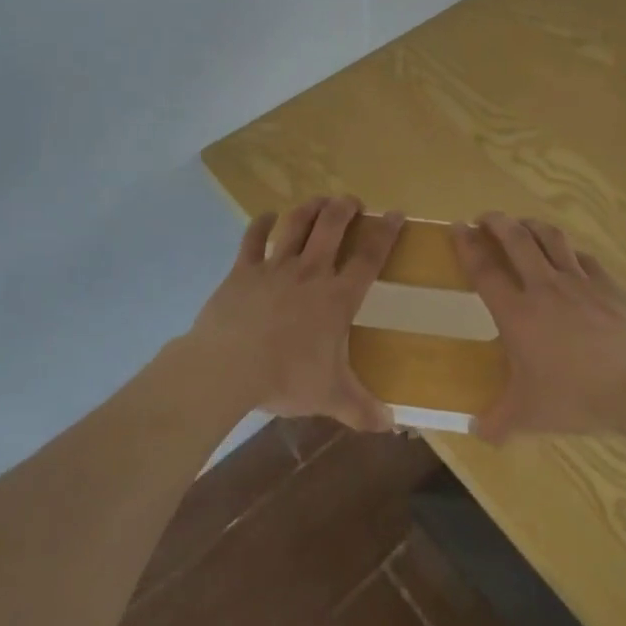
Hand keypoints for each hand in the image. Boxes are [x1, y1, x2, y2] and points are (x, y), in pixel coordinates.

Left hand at [190, 195, 403, 431]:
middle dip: (345, 208)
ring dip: (310, 207)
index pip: (369, 257)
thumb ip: (362, 409)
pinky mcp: (243, 269)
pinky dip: (261, 223)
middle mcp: (310, 272)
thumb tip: (392, 426)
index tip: (395, 214)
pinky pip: (253, 238)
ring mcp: (274, 266)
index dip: (385, 233)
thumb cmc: (286, 378)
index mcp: (337, 297)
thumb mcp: (330, 397)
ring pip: (296, 224)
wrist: (229, 366)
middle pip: (332, 226)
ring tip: (319, 200)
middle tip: (352, 202)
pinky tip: (266, 216)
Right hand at [454, 212, 625, 443]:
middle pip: (516, 239)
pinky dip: (569, 251)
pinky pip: (583, 257)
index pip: (484, 269)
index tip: (457, 227)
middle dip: (496, 222)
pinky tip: (568, 256)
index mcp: (518, 313)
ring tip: (521, 224)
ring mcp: (579, 282)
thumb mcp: (531, 416)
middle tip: (485, 218)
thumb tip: (477, 434)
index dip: (467, 245)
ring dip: (531, 225)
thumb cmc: (579, 397)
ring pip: (550, 238)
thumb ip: (499, 423)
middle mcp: (544, 287)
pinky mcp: (608, 285)